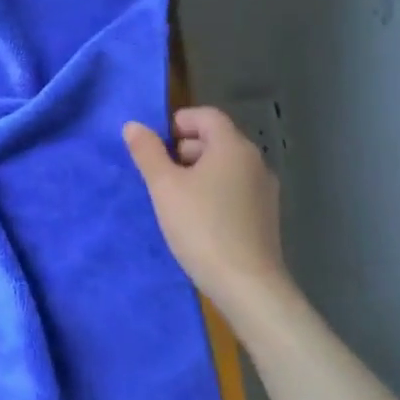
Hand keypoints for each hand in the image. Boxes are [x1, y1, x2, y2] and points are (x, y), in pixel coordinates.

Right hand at [123, 107, 292, 314]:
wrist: (246, 284)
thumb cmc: (200, 226)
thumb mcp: (164, 186)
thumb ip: (147, 152)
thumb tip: (134, 126)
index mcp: (232, 147)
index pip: (206, 116)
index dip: (177, 122)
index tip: (155, 147)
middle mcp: (255, 161)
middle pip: (216, 139)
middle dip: (184, 149)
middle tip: (159, 175)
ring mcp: (264, 190)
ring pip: (225, 166)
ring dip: (197, 172)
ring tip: (174, 199)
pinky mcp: (265, 215)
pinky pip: (234, 188)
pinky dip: (213, 191)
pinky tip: (197, 218)